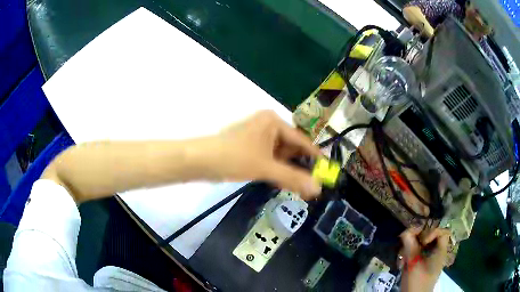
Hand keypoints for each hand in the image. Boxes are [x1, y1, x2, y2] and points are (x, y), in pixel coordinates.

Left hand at [201, 110, 321, 198]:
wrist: (201, 161)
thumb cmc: (235, 157)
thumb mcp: (266, 167)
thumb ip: (293, 178)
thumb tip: (317, 189)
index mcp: (273, 122)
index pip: (301, 140)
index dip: (315, 156)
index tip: (326, 170)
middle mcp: (267, 126)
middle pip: (291, 148)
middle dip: (300, 166)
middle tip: (312, 184)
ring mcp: (257, 138)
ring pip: (280, 155)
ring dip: (288, 170)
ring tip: (300, 187)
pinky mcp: (249, 149)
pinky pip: (269, 159)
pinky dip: (276, 170)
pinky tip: (283, 183)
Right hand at [399, 228, 450, 291]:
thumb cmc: (417, 281)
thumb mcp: (414, 263)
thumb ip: (410, 246)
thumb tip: (405, 231)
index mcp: (440, 250)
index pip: (441, 231)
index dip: (432, 231)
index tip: (422, 240)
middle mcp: (437, 252)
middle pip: (431, 236)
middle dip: (418, 238)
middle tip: (407, 242)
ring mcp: (429, 258)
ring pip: (422, 244)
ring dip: (411, 246)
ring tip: (403, 254)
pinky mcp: (421, 264)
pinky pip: (417, 252)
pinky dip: (410, 253)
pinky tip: (403, 260)